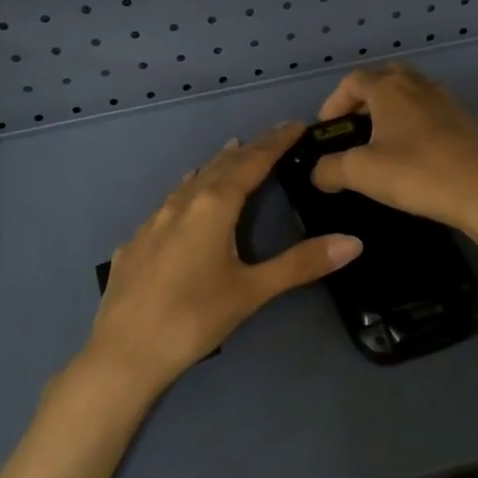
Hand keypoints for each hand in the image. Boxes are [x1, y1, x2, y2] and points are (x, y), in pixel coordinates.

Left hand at [87, 123, 362, 391]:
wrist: (123, 353)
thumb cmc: (194, 318)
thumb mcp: (252, 291)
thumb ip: (301, 264)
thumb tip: (354, 242)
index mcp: (213, 206)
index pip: (252, 162)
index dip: (276, 142)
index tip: (297, 124)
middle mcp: (181, 203)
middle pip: (221, 165)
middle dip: (250, 149)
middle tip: (273, 137)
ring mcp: (153, 221)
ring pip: (191, 181)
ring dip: (217, 165)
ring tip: (233, 153)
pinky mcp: (135, 243)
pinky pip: (169, 203)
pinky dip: (188, 190)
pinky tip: (185, 200)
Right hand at [308, 63, 477, 234]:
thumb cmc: (416, 172)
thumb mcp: (361, 173)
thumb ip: (330, 170)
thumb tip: (317, 172)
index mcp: (389, 87)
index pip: (353, 80)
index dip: (333, 102)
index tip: (327, 130)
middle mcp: (417, 84)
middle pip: (384, 78)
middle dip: (363, 100)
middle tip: (354, 129)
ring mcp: (446, 100)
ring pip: (410, 94)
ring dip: (390, 111)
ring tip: (381, 144)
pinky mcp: (465, 121)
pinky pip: (429, 112)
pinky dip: (413, 124)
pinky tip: (413, 155)